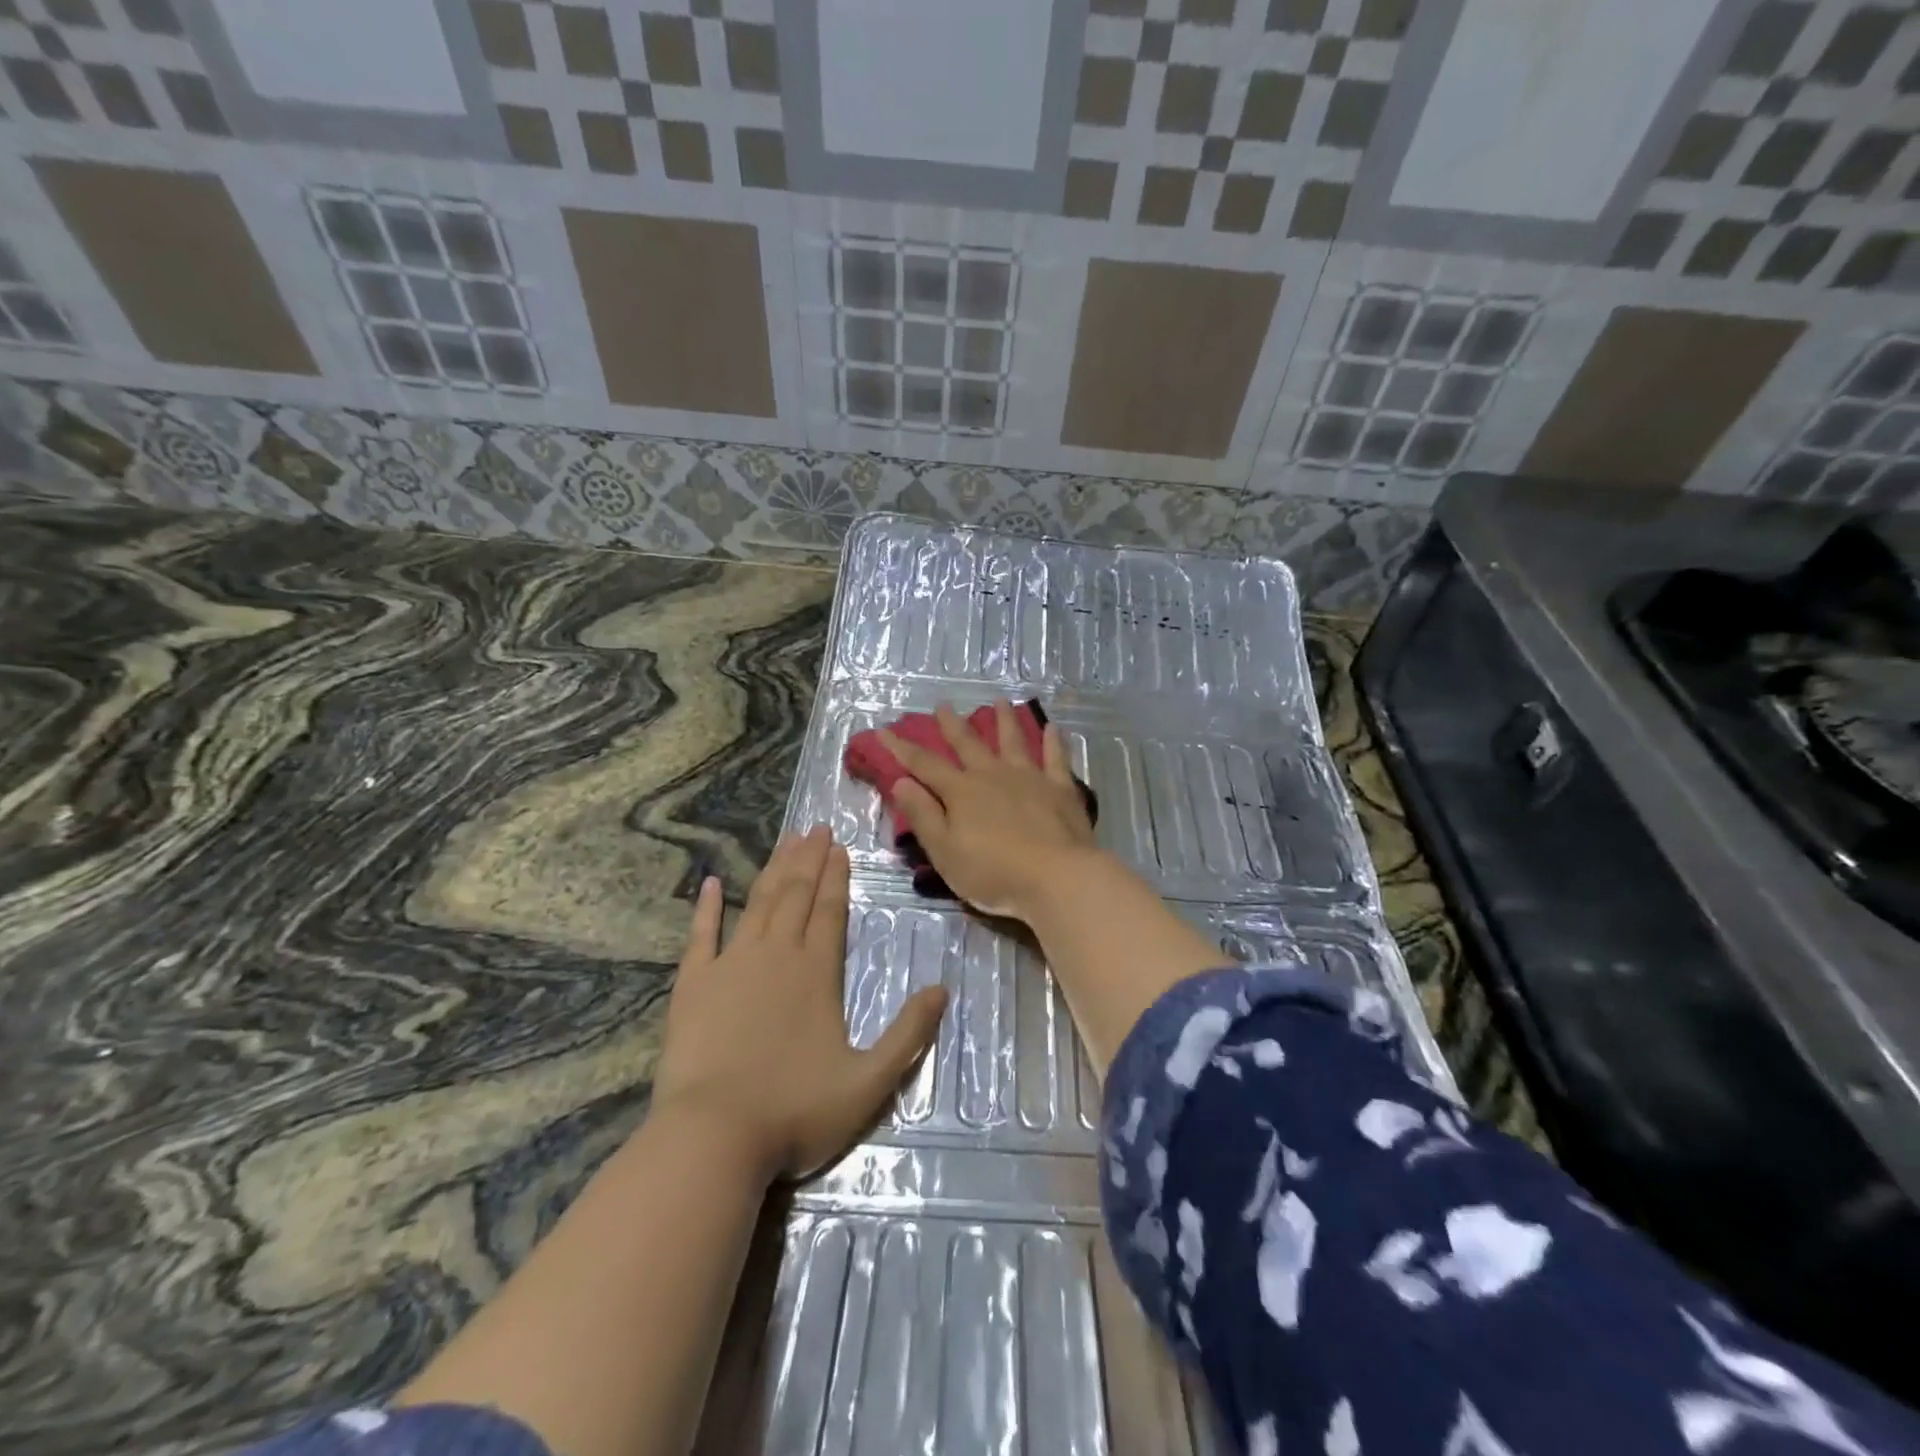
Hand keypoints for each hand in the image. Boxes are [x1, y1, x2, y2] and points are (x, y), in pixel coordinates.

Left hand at [651, 827, 947, 1181]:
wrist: (713, 1138)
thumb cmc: (795, 1111)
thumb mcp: (869, 1083)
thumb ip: (908, 1034)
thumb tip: (942, 989)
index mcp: (817, 972)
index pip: (831, 911)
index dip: (837, 877)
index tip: (840, 846)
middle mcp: (776, 955)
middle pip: (796, 896)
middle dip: (809, 860)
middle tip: (816, 828)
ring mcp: (731, 965)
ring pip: (757, 904)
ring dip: (774, 870)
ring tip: (786, 842)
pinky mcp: (694, 985)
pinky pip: (701, 935)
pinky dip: (706, 908)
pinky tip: (711, 884)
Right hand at [880, 700, 1100, 921]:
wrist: (1057, 877)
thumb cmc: (994, 872)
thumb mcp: (945, 852)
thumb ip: (923, 816)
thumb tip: (900, 782)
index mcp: (961, 792)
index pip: (924, 765)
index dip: (901, 748)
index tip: (884, 731)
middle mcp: (993, 775)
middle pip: (968, 744)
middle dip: (952, 725)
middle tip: (943, 705)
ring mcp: (1029, 778)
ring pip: (1013, 741)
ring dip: (1004, 720)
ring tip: (1000, 701)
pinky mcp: (1060, 789)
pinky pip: (1055, 758)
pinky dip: (1053, 742)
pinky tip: (1052, 727)